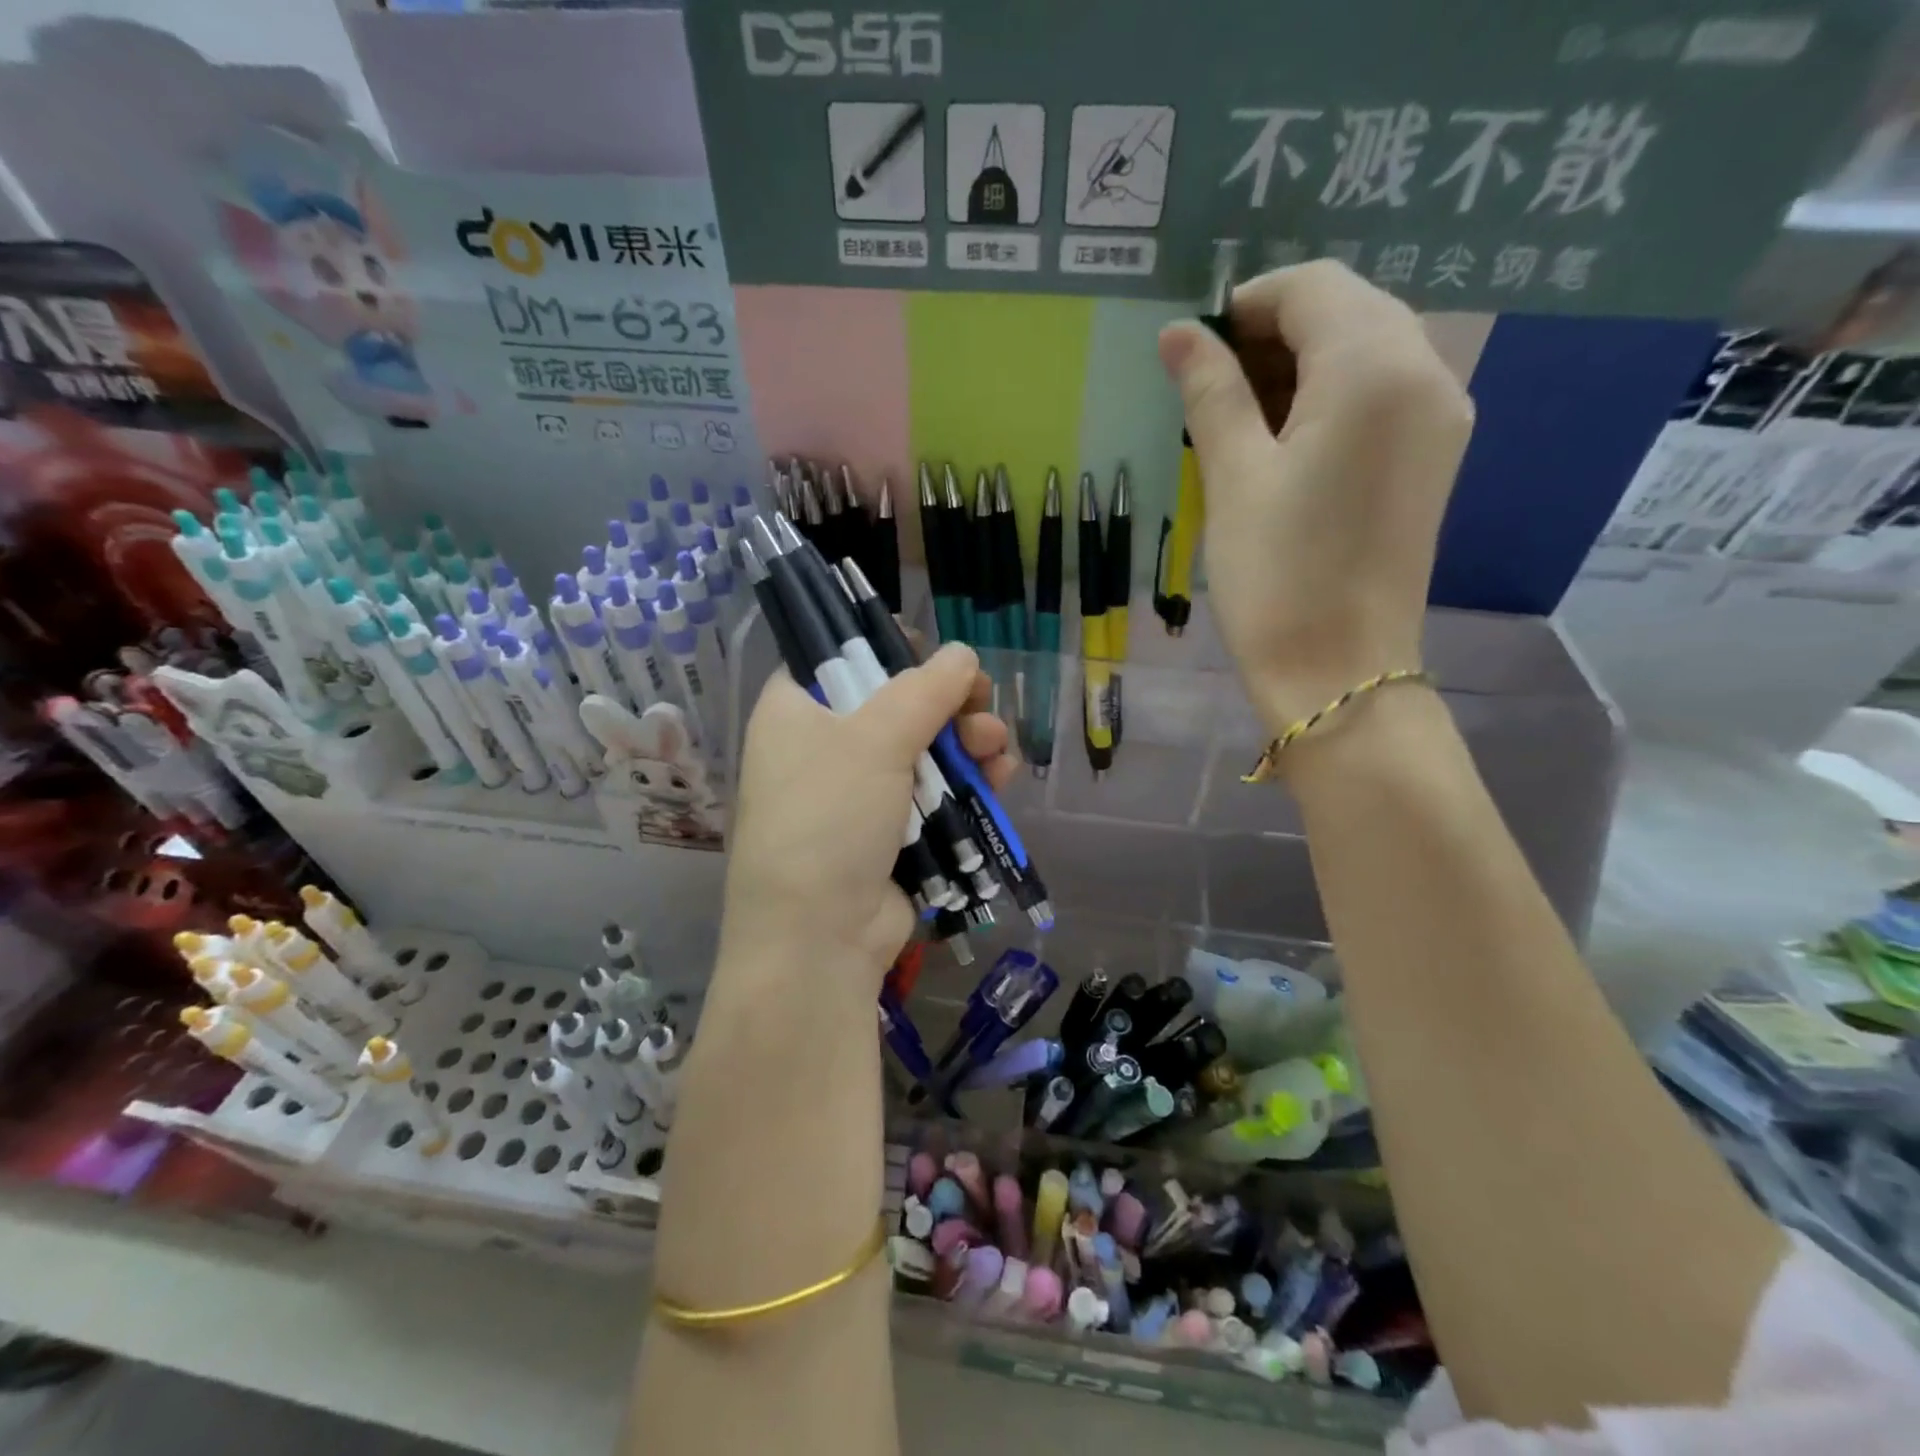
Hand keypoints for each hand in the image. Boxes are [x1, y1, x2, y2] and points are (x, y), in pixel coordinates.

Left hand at [719, 643, 1018, 980]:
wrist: (819, 938)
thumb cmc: (830, 818)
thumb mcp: (874, 740)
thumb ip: (924, 690)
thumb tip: (963, 654)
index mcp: (796, 711)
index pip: (840, 658)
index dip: (889, 649)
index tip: (934, 655)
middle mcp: (823, 747)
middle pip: (895, 704)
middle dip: (947, 703)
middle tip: (982, 702)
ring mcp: (859, 794)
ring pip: (924, 750)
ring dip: (967, 742)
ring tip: (996, 745)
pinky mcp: (891, 832)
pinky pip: (935, 793)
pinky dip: (967, 783)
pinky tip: (1000, 776)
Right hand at [1158, 261, 1473, 733]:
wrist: (1339, 671)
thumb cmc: (1277, 575)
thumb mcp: (1233, 478)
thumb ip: (1212, 393)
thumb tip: (1179, 334)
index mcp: (1375, 368)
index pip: (1313, 288)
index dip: (1246, 305)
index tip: (1195, 350)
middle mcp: (1428, 373)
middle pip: (1349, 310)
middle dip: (1275, 334)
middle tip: (1212, 390)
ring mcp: (1441, 417)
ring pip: (1369, 349)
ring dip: (1303, 364)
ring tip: (1241, 420)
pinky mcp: (1437, 456)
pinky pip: (1385, 393)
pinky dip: (1333, 396)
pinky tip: (1288, 441)